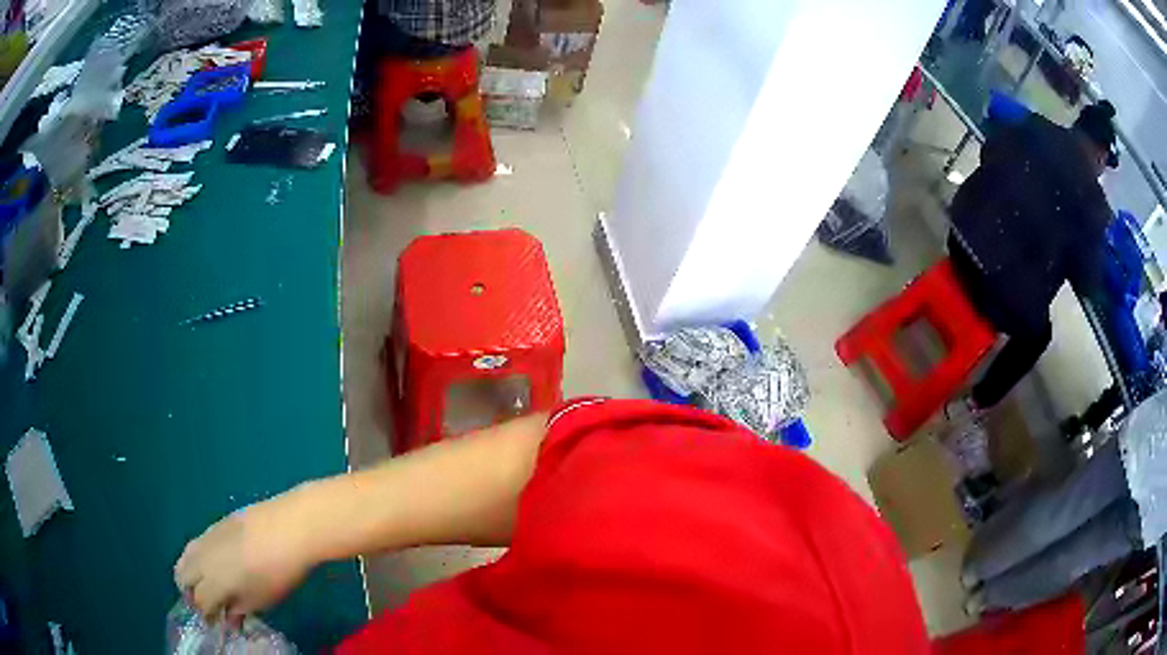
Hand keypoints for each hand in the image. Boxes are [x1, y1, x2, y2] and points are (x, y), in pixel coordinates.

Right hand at [174, 491, 315, 620]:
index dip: (207, 615)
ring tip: (206, 583)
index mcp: (212, 582)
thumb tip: (229, 618)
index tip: (216, 622)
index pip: (200, 602)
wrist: (288, 527)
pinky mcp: (215, 524)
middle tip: (207, 602)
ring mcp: (206, 538)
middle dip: (191, 593)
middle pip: (183, 576)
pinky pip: (196, 543)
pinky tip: (212, 562)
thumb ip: (239, 609)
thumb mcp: (260, 600)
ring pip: (185, 557)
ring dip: (190, 572)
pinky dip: (197, 556)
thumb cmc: (277, 572)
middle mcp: (201, 559)